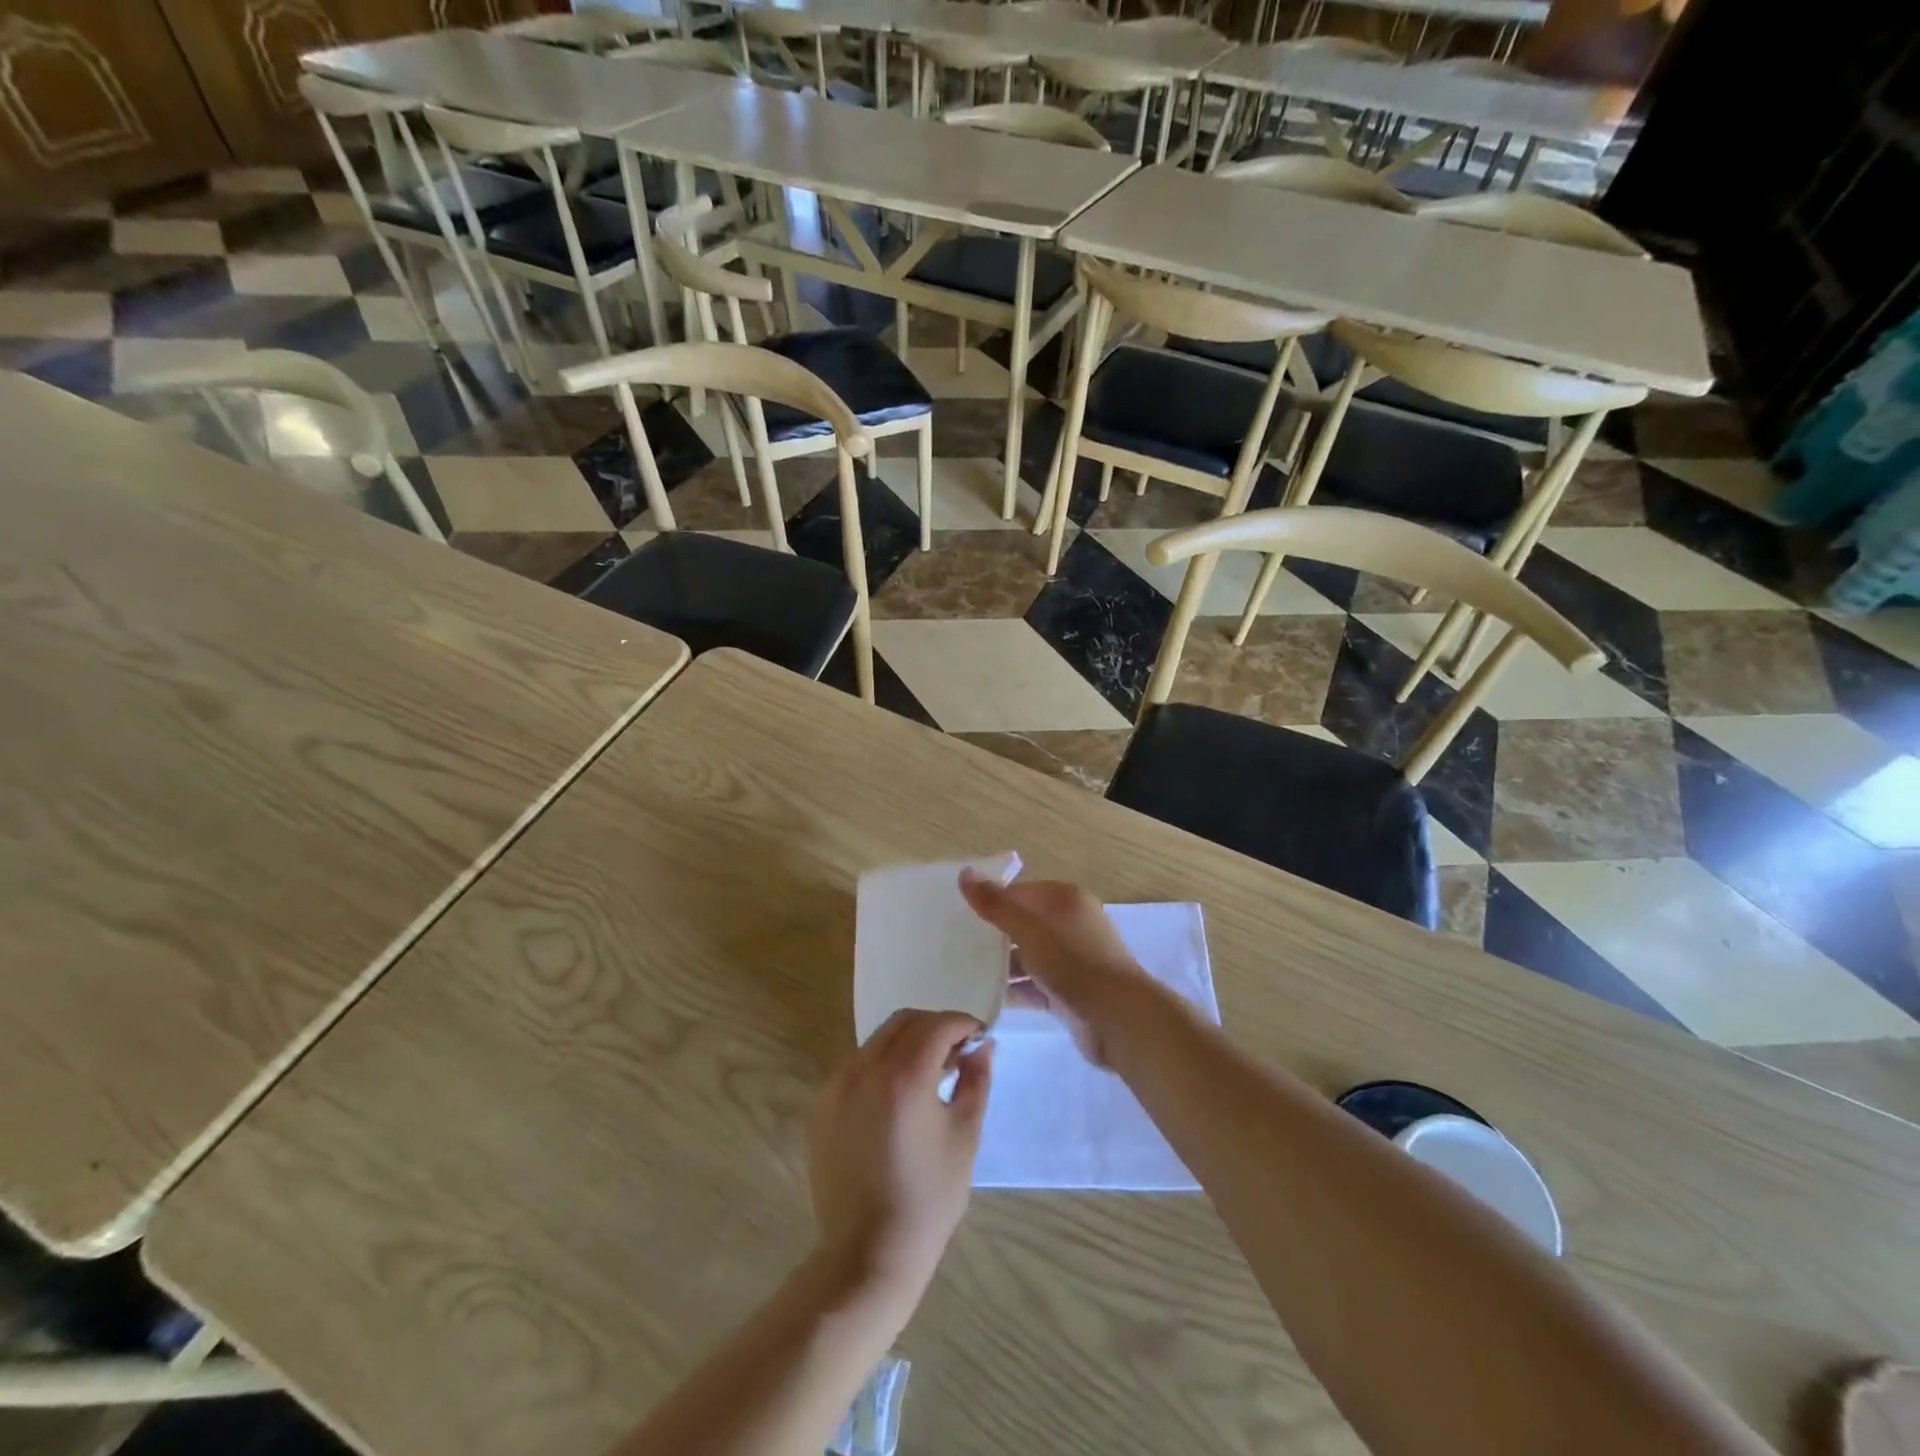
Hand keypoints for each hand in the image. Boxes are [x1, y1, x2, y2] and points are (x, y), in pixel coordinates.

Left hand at [807, 1010, 990, 1308]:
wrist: (866, 1255)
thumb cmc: (927, 1199)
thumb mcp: (964, 1136)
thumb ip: (976, 1080)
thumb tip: (983, 1046)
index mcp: (903, 1077)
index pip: (937, 1025)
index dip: (963, 1024)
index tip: (979, 1037)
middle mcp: (863, 1069)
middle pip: (904, 1022)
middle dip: (935, 1027)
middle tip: (957, 1052)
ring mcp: (835, 1085)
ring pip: (878, 1040)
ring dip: (908, 1043)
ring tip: (929, 1074)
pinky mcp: (820, 1105)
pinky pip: (857, 1065)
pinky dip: (881, 1065)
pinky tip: (897, 1096)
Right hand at [958, 872, 1151, 1066]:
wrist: (1119, 1019)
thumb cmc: (1074, 963)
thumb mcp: (1029, 930)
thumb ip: (996, 905)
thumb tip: (964, 873)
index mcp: (1065, 900)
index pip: (1019, 892)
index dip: (990, 901)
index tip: (956, 915)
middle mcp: (1070, 924)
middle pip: (1022, 924)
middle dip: (992, 936)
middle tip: (953, 945)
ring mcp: (1071, 960)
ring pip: (1027, 957)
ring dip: (1000, 967)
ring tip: (961, 974)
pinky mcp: (1069, 991)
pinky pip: (1034, 986)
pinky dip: (1014, 991)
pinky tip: (983, 999)